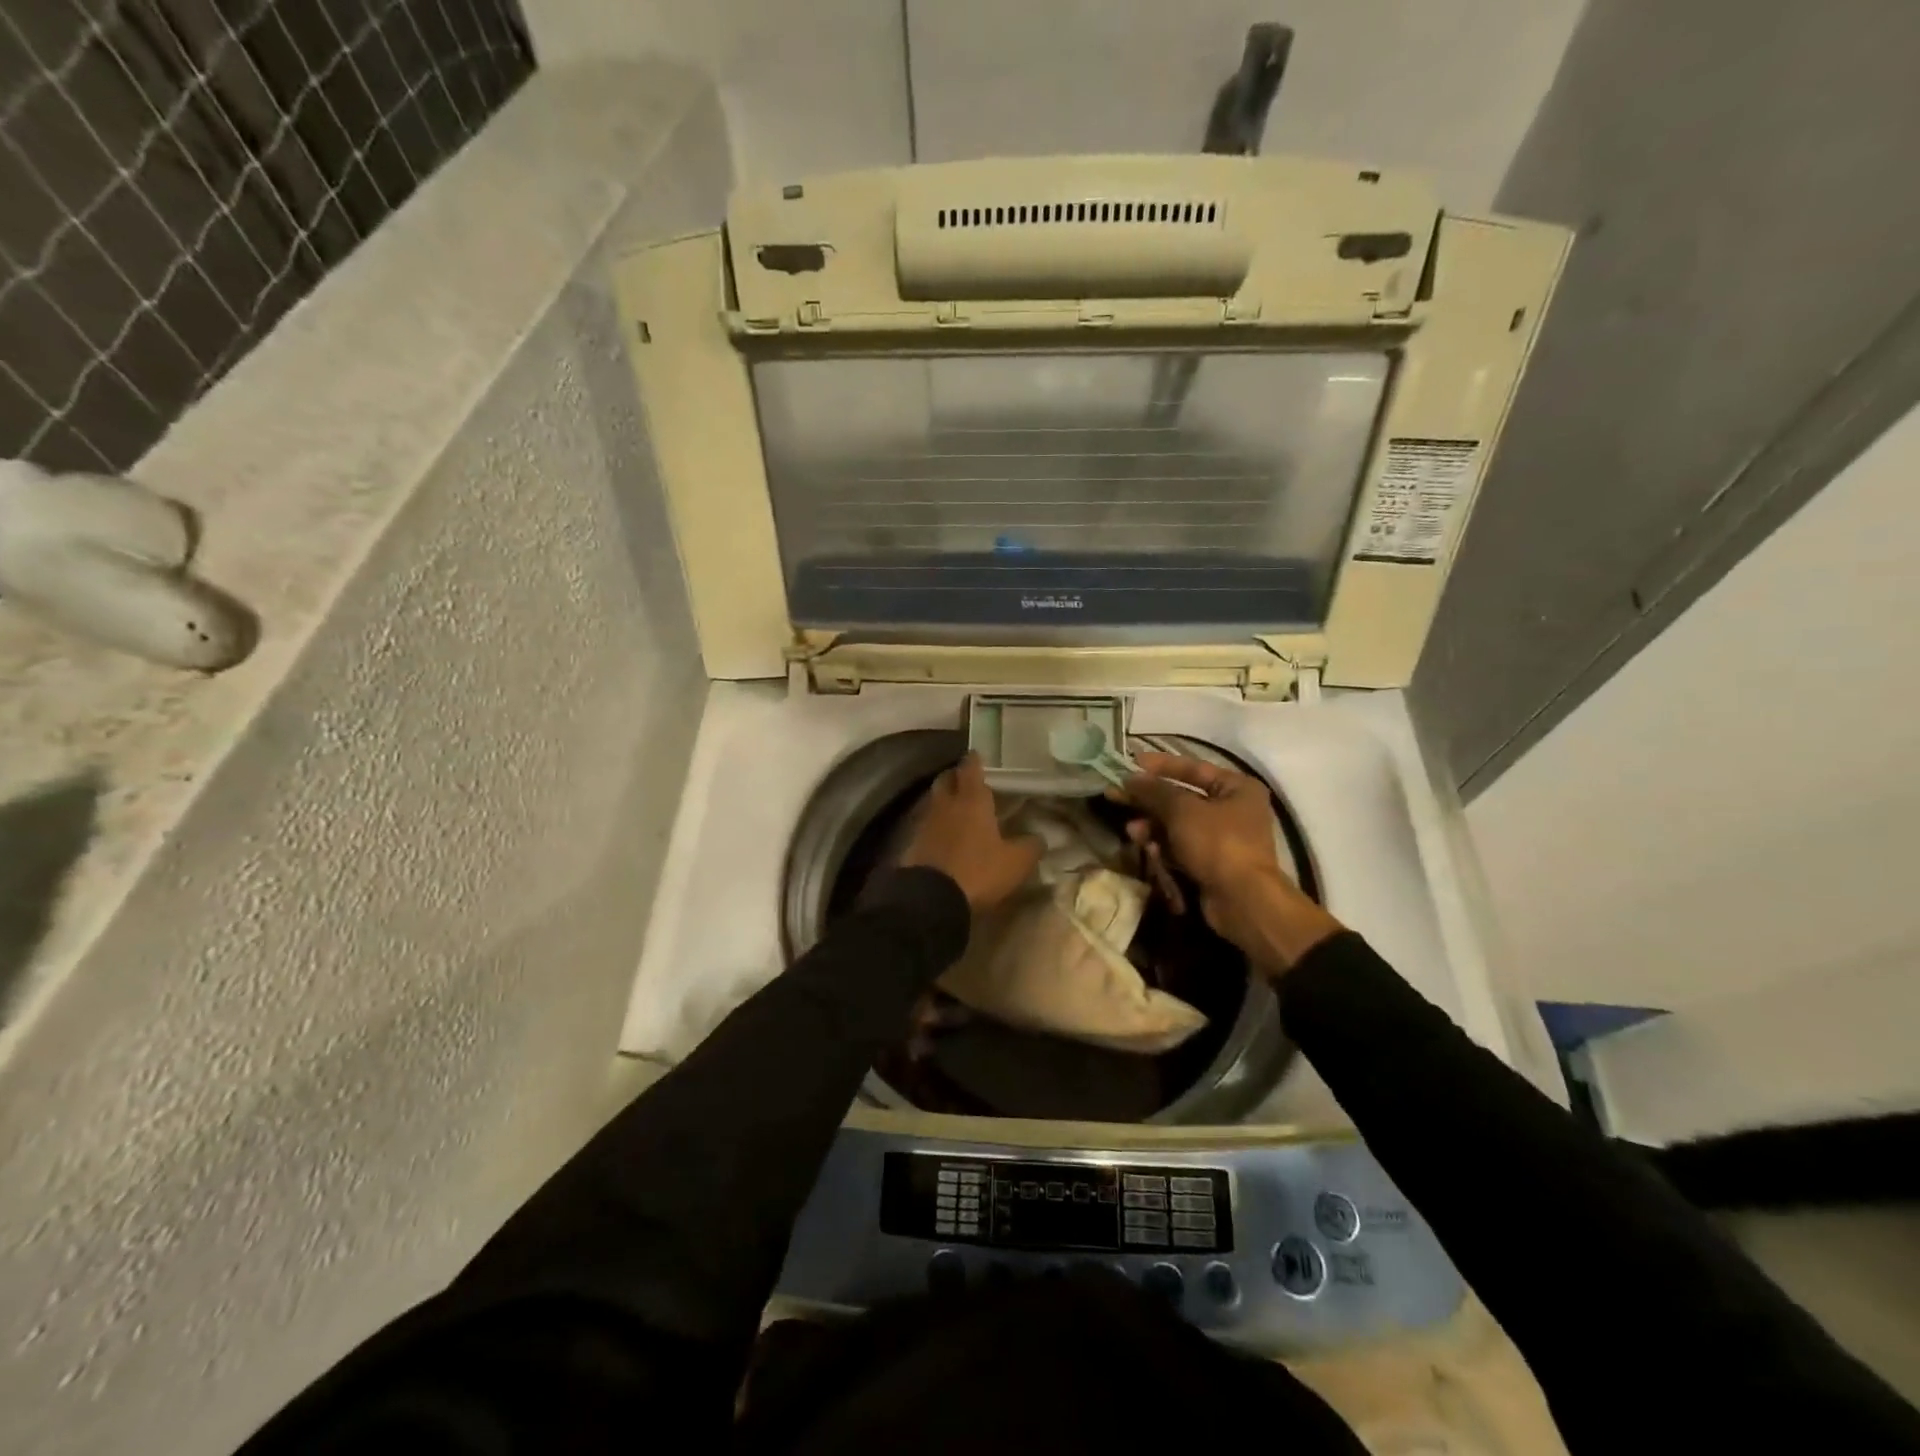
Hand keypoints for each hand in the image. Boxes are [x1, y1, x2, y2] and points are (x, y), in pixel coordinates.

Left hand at [900, 753, 1042, 912]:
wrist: (931, 899)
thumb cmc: (978, 871)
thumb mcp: (1015, 863)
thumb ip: (1030, 846)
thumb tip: (1039, 837)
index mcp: (972, 800)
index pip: (971, 768)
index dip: (975, 760)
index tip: (979, 755)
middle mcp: (946, 804)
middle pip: (946, 779)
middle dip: (955, 776)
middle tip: (968, 780)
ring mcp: (926, 823)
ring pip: (934, 801)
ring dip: (945, 800)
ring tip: (958, 808)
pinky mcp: (913, 844)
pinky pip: (927, 825)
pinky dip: (936, 825)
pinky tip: (945, 835)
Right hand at [1113, 752, 1342, 975]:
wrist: (1242, 900)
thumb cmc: (1217, 843)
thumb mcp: (1182, 811)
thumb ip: (1155, 791)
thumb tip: (1131, 778)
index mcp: (1237, 787)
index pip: (1193, 768)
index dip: (1160, 765)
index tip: (1131, 762)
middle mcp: (1233, 809)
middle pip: (1181, 798)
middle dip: (1149, 800)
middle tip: (1116, 795)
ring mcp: (1222, 838)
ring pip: (1177, 825)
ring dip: (1152, 826)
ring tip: (1132, 831)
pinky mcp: (1211, 863)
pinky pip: (1181, 846)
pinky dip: (1163, 846)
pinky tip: (1146, 848)